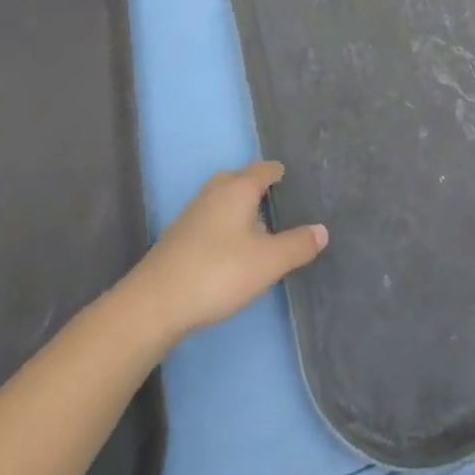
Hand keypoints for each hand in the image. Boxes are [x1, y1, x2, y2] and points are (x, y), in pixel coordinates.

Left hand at [124, 162, 327, 343]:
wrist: (153, 305)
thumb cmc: (218, 272)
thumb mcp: (268, 262)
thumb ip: (298, 245)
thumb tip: (322, 230)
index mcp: (239, 187)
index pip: (265, 169)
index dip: (281, 174)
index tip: (294, 183)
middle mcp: (215, 191)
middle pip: (241, 179)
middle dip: (259, 189)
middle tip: (280, 206)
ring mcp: (192, 213)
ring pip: (223, 199)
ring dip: (240, 209)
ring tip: (259, 230)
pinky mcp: (178, 237)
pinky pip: (210, 219)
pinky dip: (224, 226)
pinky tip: (230, 251)